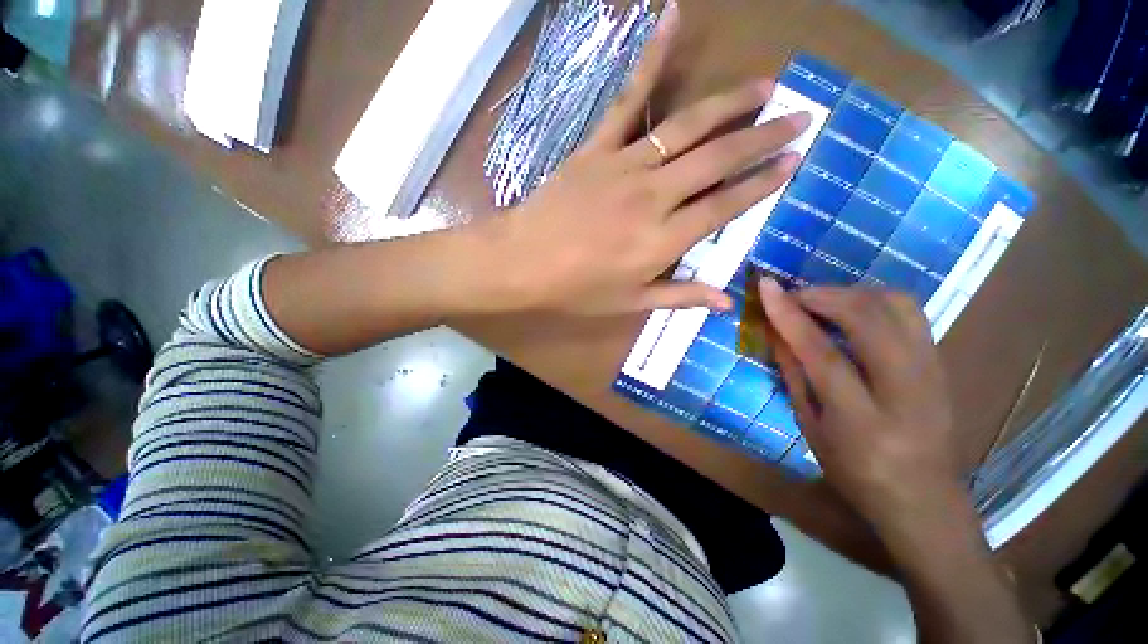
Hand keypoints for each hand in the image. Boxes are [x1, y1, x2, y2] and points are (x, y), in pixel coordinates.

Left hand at [487, 2, 808, 315]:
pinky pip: (629, 100)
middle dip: (762, 138)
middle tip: (799, 117)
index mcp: (662, 241)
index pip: (724, 207)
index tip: (792, 163)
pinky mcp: (597, 149)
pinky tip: (672, 19)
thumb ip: (680, 297)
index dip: (760, 185)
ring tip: (765, 86)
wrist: (521, 265)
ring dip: (730, 104)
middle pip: (717, 161)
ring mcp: (624, 167)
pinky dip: (652, 58)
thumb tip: (728, 303)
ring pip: (687, 128)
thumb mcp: (630, 303)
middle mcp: (653, 198)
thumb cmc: (575, 291)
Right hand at [758, 280, 962, 526]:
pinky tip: (853, 309)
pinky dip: (875, 299)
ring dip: (851, 293)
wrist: (925, 499)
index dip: (790, 315)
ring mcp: (933, 373)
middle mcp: (905, 391)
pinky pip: (911, 313)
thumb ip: (794, 375)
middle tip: (793, 295)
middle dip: (823, 295)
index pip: (822, 353)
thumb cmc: (854, 471)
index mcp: (861, 421)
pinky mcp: (943, 363)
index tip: (767, 286)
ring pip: (897, 306)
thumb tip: (776, 331)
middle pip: (868, 319)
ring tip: (821, 300)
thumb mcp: (810, 428)